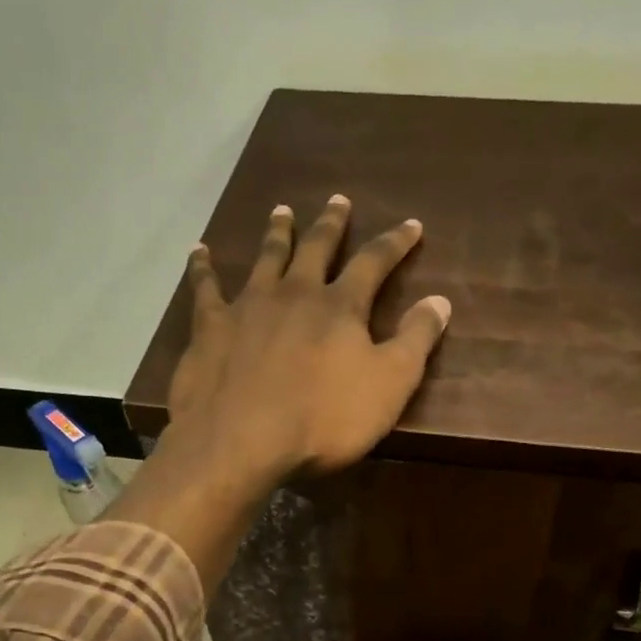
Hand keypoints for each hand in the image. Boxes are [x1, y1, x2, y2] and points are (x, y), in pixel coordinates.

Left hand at [169, 195, 451, 481]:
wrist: (242, 441)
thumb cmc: (324, 420)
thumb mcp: (390, 385)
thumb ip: (416, 340)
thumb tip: (441, 299)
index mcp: (340, 307)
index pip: (374, 263)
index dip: (396, 243)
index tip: (411, 224)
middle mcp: (294, 294)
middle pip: (316, 248)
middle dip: (332, 224)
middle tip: (338, 200)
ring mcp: (248, 306)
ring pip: (266, 258)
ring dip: (277, 233)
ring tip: (282, 211)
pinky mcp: (210, 328)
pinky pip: (205, 288)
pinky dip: (203, 268)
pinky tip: (199, 252)